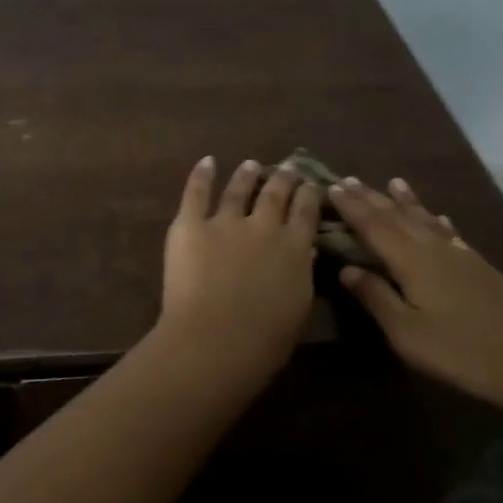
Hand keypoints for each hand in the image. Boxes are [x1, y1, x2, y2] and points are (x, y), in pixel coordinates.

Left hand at [161, 157, 319, 356]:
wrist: (216, 339)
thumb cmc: (264, 340)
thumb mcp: (298, 307)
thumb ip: (301, 274)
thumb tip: (305, 250)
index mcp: (294, 248)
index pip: (306, 210)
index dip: (309, 193)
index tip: (312, 183)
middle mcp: (263, 226)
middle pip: (275, 193)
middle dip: (284, 177)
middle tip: (288, 166)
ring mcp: (225, 222)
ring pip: (238, 189)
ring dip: (247, 174)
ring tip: (252, 164)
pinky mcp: (190, 225)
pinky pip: (196, 193)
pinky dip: (201, 175)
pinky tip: (207, 162)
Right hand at [328, 177, 502, 419]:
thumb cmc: (462, 353)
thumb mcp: (407, 334)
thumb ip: (376, 298)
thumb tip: (346, 268)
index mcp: (412, 262)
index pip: (373, 226)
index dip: (351, 206)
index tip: (330, 187)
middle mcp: (435, 249)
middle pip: (398, 217)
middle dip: (371, 198)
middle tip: (348, 179)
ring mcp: (462, 257)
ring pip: (426, 220)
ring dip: (406, 202)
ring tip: (393, 182)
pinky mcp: (482, 269)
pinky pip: (451, 233)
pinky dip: (439, 221)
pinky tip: (440, 218)